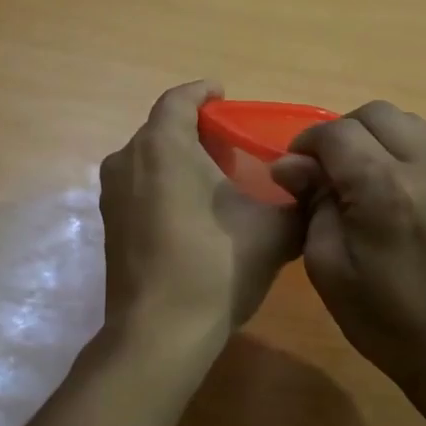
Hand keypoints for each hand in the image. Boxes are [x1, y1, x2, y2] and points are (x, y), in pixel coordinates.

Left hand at [99, 81, 305, 342]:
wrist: (160, 333)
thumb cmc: (216, 267)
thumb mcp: (274, 230)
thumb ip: (299, 199)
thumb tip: (316, 187)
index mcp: (162, 146)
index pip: (179, 99)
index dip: (204, 92)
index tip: (226, 95)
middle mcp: (128, 160)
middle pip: (162, 129)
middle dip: (196, 129)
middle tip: (233, 143)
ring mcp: (112, 196)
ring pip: (148, 159)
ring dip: (179, 158)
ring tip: (216, 176)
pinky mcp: (110, 226)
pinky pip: (140, 186)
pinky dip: (164, 184)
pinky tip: (194, 210)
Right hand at [271, 102, 425, 425]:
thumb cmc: (388, 321)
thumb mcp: (328, 268)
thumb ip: (311, 204)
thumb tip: (290, 165)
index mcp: (383, 188)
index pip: (335, 133)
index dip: (307, 144)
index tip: (297, 169)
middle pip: (375, 114)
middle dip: (344, 133)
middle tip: (330, 170)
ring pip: (409, 121)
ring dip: (379, 136)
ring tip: (367, 174)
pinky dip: (410, 148)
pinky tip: (402, 183)